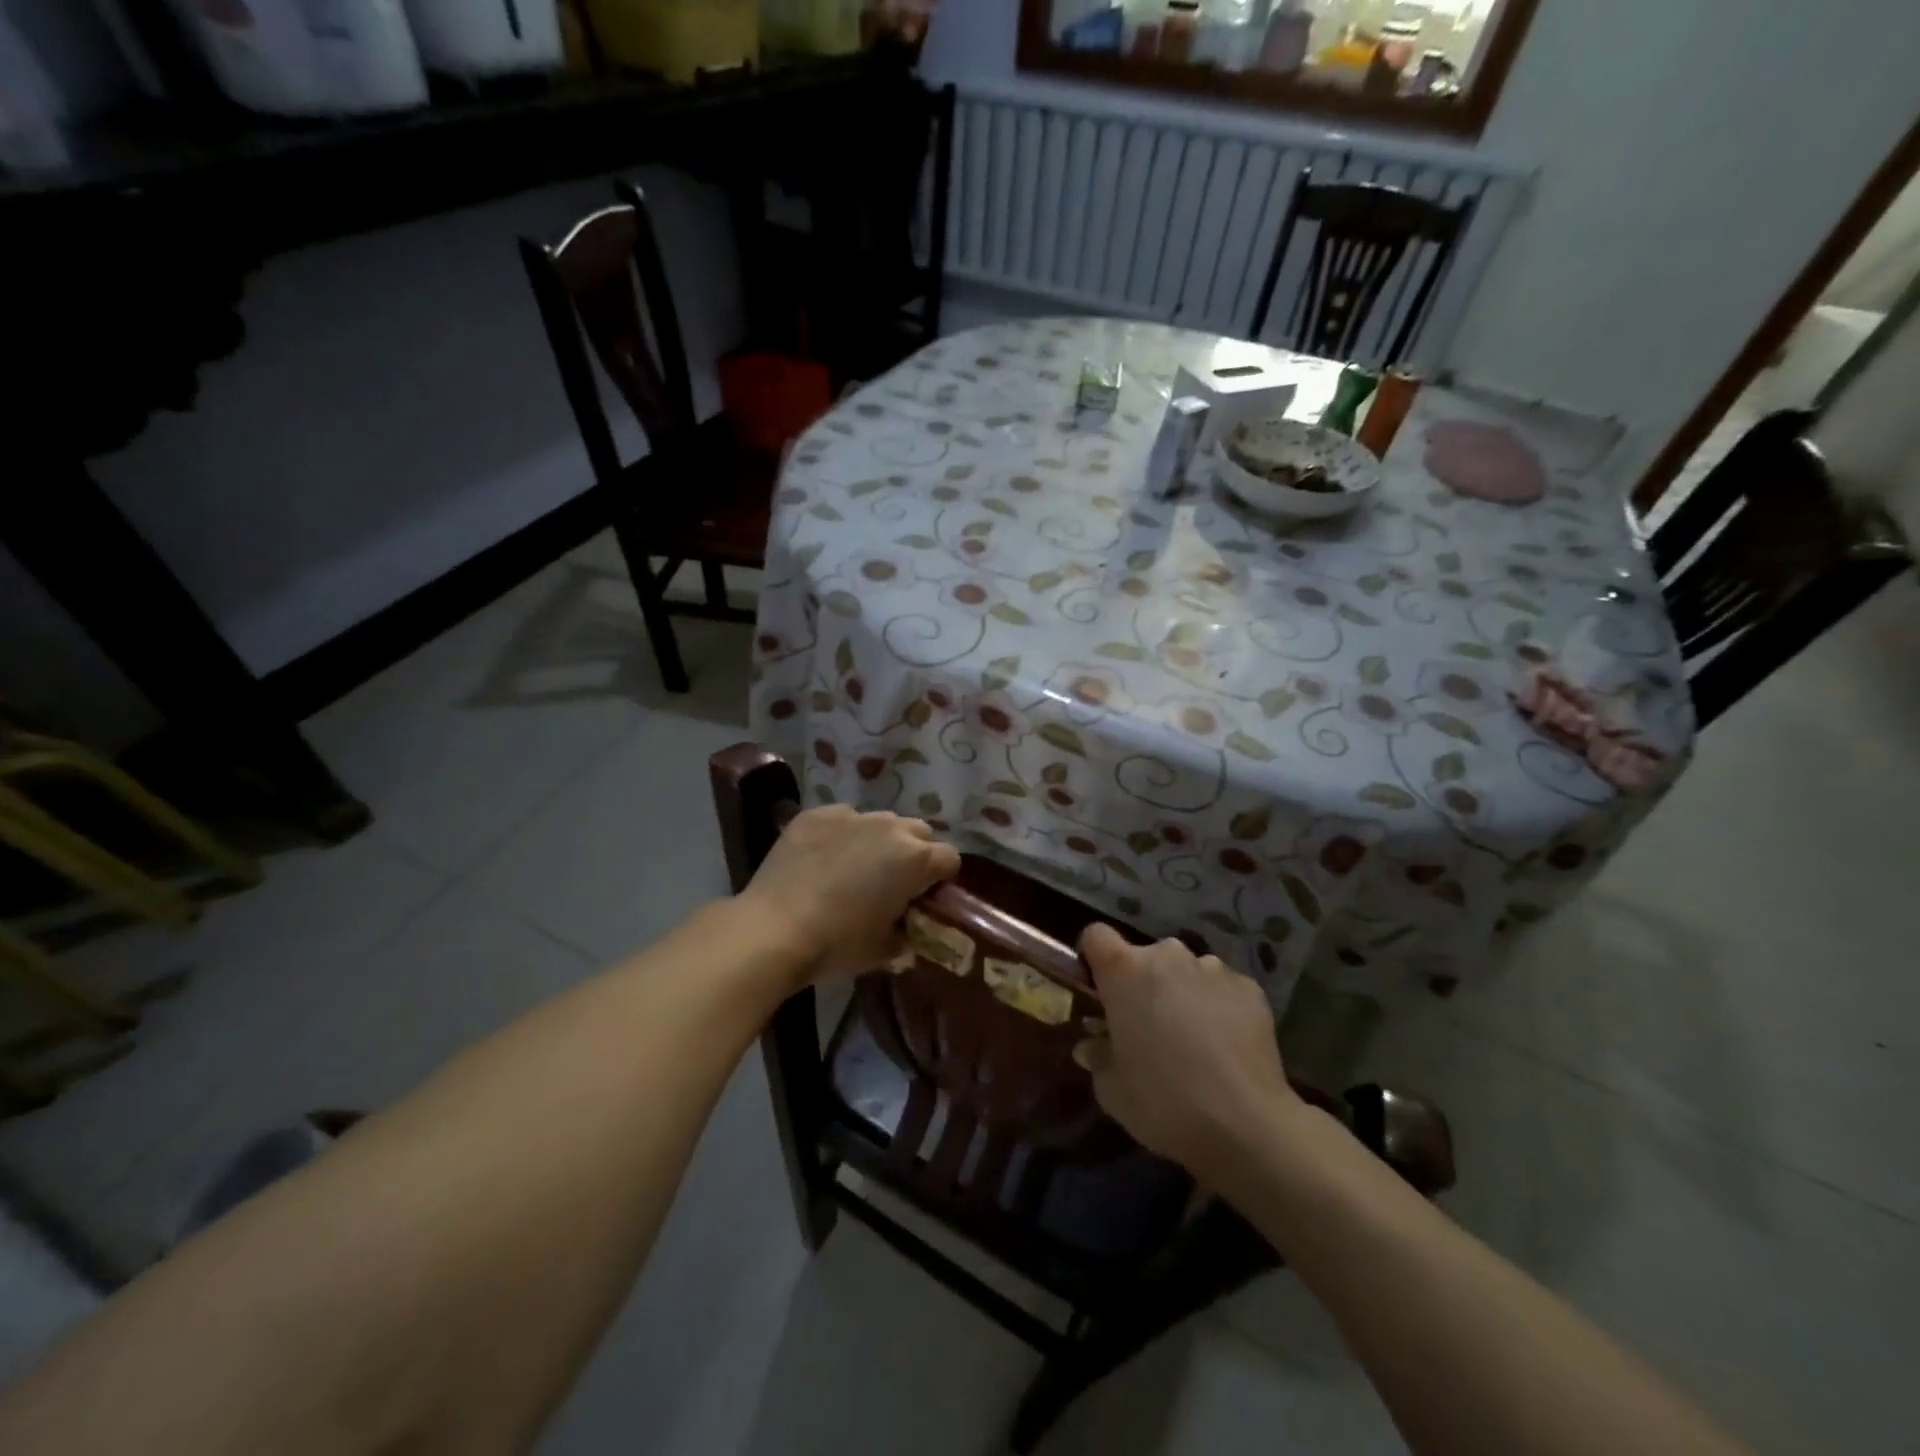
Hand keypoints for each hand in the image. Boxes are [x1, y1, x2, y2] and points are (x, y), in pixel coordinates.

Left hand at [738, 805, 959, 984]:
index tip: (924, 898)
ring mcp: (851, 816)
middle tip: (892, 882)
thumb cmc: (837, 944)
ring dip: (878, 841)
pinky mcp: (816, 814)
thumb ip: (906, 936)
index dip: (940, 879)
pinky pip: (842, 819)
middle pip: (918, 832)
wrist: (773, 930)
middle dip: (913, 853)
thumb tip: (907, 933)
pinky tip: (821, 860)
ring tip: (854, 868)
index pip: (949, 858)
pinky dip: (841, 836)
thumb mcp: (883, 950)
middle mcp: (890, 827)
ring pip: (880, 821)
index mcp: (915, 859)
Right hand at [1074, 924, 1298, 1177]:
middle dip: (1142, 984)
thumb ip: (1097, 1056)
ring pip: (1185, 972)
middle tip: (1146, 1027)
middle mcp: (1168, 955)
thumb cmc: (1163, 1101)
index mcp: (1125, 970)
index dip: (1093, 958)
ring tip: (1192, 1040)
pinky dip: (1217, 1007)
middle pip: (1145, 957)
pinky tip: (1225, 1047)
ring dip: (1181, 994)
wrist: (1246, 1125)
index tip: (1098, 989)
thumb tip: (1092, 1045)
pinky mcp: (1249, 988)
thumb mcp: (1111, 1089)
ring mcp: (1213, 968)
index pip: (1096, 936)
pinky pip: (1221, 989)